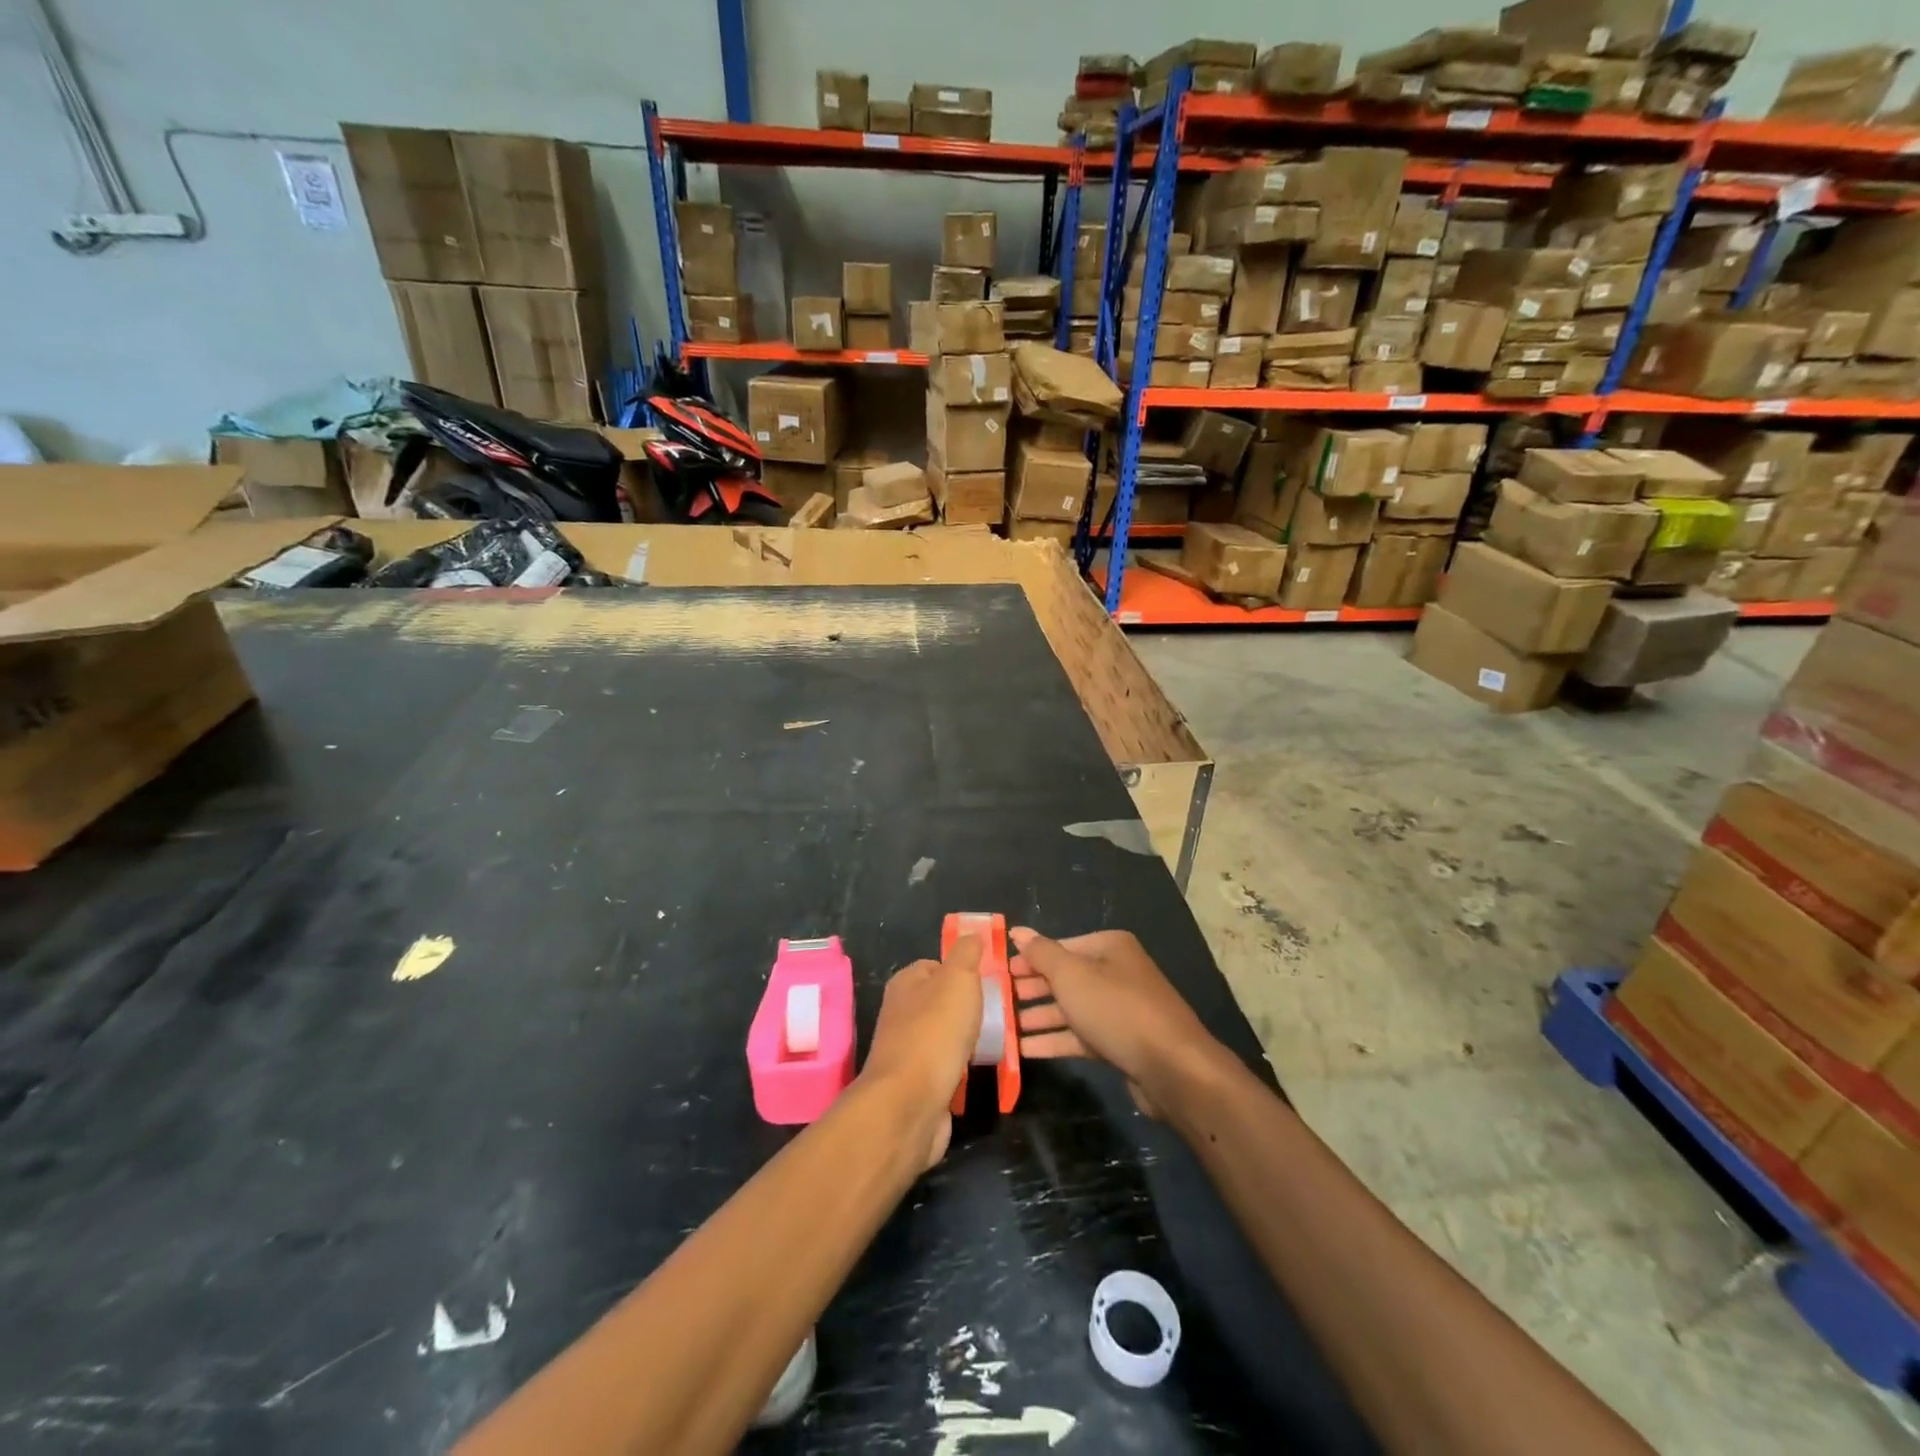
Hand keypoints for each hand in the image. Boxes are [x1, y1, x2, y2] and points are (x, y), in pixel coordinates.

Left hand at [860, 936, 982, 1167]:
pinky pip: (945, 1067)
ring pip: (944, 1036)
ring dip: (967, 1040)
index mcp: (905, 983)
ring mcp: (907, 1050)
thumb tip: (971, 934)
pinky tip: (978, 1071)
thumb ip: (966, 954)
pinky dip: (961, 1069)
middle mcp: (901, 1013)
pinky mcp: (917, 1084)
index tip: (990, 982)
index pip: (936, 966)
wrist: (909, 1104)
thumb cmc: (935, 1032)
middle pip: (941, 1002)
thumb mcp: (958, 979)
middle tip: (998, 1013)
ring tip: (995, 1042)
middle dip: (968, 1008)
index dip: (963, 971)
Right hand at [1010, 928, 1225, 1117]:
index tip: (998, 973)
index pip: (1059, 947)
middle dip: (1031, 990)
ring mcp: (1120, 1009)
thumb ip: (1041, 953)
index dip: (1028, 960)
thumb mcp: (1071, 975)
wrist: (1172, 1067)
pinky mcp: (1120, 1042)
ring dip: (1037, 1017)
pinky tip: (1022, 1049)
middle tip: (995, 1001)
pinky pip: (1079, 1036)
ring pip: (1070, 1008)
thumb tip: (1017, 931)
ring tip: (1002, 1027)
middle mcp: (1116, 972)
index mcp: (1109, 947)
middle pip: (1064, 978)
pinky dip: (1053, 1040)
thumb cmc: (1117, 1009)